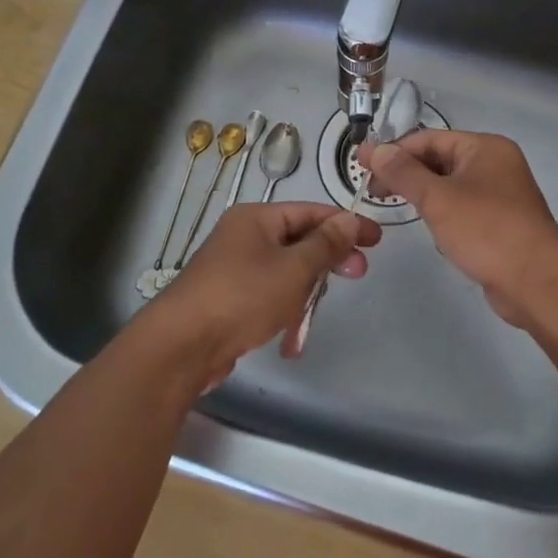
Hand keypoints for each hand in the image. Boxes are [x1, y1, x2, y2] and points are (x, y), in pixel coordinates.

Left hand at [141, 202, 380, 388]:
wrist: (181, 346)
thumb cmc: (242, 297)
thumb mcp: (293, 269)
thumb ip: (325, 245)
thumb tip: (349, 219)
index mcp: (256, 219)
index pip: (309, 211)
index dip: (345, 224)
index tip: (376, 239)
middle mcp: (243, 237)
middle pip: (297, 240)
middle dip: (327, 259)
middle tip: (358, 274)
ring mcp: (232, 269)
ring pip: (284, 271)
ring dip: (304, 292)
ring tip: (313, 314)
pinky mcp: (227, 300)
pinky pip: (266, 297)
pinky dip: (282, 312)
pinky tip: (289, 341)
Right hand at [361, 129, 557, 330]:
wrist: (537, 282)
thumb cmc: (486, 230)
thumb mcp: (437, 198)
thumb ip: (403, 173)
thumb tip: (374, 150)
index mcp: (484, 147)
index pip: (428, 139)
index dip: (393, 151)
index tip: (361, 167)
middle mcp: (495, 164)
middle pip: (439, 160)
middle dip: (407, 174)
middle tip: (374, 192)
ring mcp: (501, 194)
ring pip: (450, 186)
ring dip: (424, 196)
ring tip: (396, 208)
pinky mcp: (501, 223)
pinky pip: (463, 209)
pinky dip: (443, 215)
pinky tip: (433, 233)